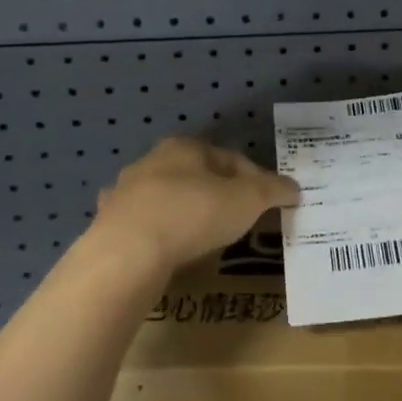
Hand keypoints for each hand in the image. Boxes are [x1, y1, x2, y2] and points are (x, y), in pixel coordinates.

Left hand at [93, 136, 298, 273]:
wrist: (128, 253)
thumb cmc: (195, 213)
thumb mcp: (248, 200)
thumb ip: (273, 190)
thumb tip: (294, 188)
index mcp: (185, 147)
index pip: (230, 158)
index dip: (255, 179)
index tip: (268, 202)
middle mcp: (150, 161)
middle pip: (195, 175)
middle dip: (217, 193)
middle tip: (237, 219)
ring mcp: (124, 192)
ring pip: (164, 198)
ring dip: (183, 211)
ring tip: (202, 237)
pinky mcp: (107, 223)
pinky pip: (141, 225)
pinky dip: (155, 233)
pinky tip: (165, 249)